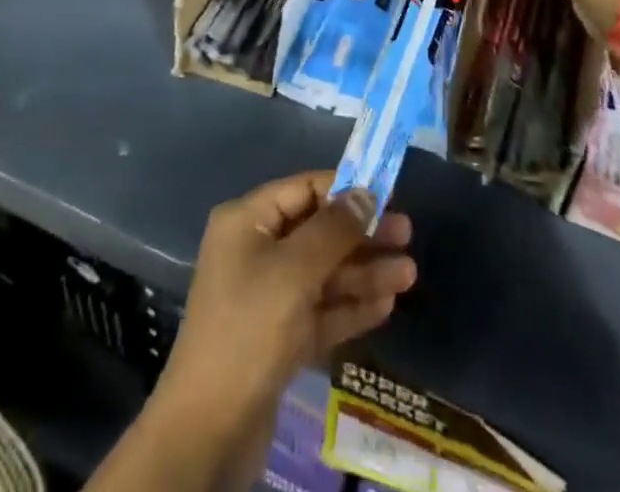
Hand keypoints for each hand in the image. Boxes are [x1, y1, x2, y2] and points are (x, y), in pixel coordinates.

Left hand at [152, 173, 414, 448]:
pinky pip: (321, 310)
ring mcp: (267, 297)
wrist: (210, 429)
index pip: (303, 190)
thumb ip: (334, 230)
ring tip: (409, 275)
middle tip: (408, 236)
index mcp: (247, 222)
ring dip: (364, 272)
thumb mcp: (294, 270)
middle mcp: (255, 251)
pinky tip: (386, 305)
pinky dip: (350, 306)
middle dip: (362, 235)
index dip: (345, 190)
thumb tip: (365, 193)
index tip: (388, 196)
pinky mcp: (280, 339)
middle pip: (317, 232)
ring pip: (324, 274)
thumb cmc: (250, 329)